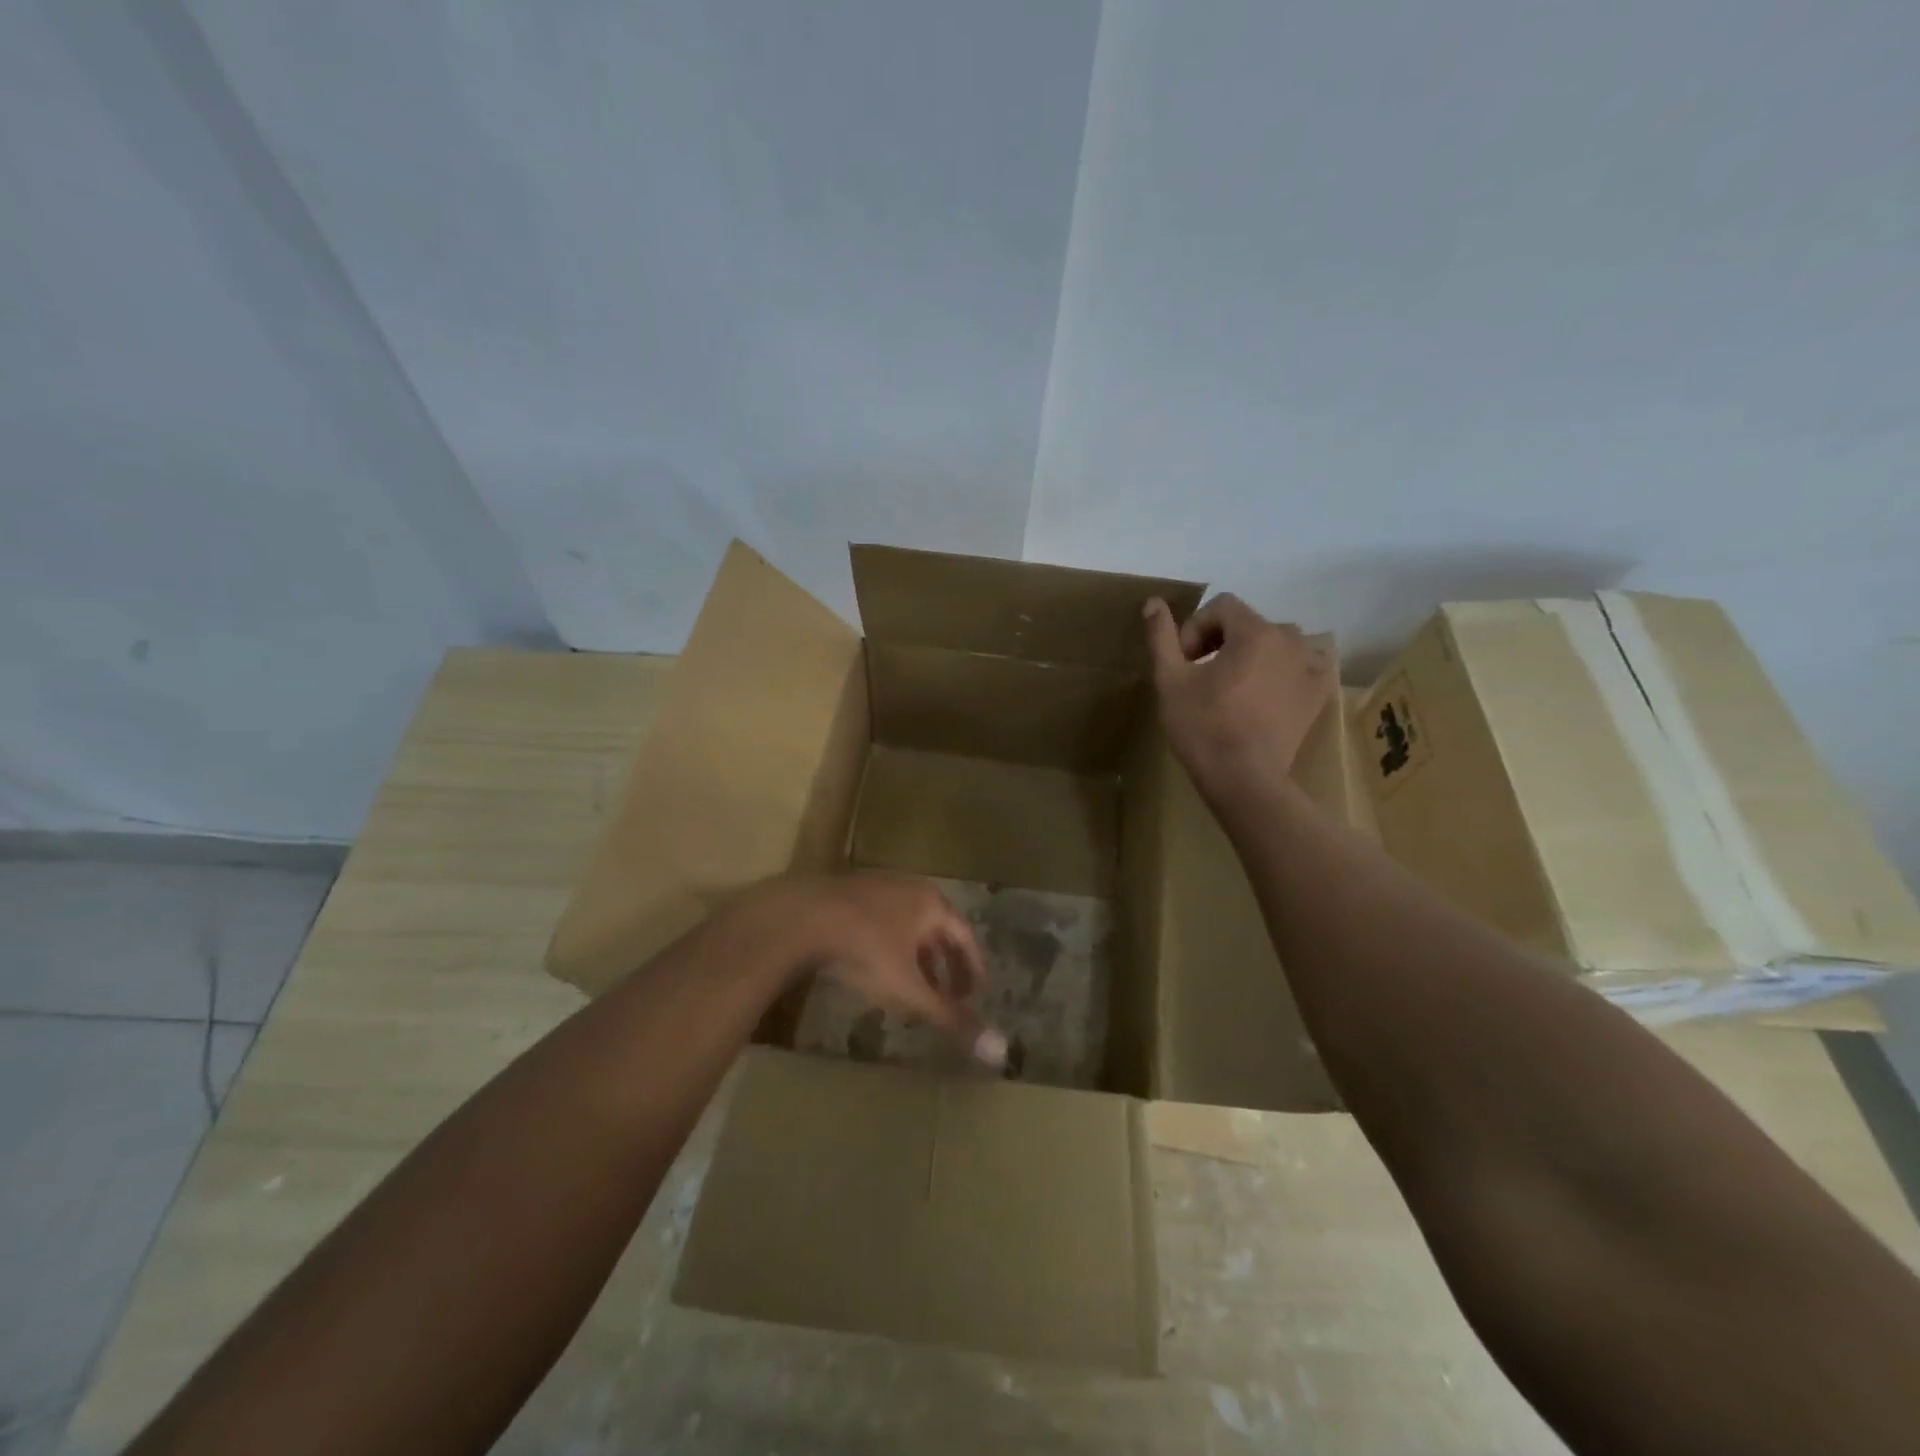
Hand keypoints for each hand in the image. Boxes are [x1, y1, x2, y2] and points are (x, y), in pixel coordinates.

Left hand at [762, 871, 1006, 1068]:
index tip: (976, 995)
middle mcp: (910, 889)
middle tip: (948, 997)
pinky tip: (875, 973)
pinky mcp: (848, 894)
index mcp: (932, 904)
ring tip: (912, 991)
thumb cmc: (865, 949)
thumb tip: (998, 1051)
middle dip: (943, 967)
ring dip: (915, 959)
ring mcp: (877, 887)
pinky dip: (890, 950)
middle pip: (936, 930)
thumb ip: (949, 1017)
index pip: (964, 937)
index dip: (972, 968)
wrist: (801, 917)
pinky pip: (882, 923)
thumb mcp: (909, 989)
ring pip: (907, 927)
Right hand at [1143, 593, 1332, 803]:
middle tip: (1201, 675)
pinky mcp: (1317, 695)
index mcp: (1255, 632)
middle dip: (1221, 641)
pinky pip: (1300, 667)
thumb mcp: (1170, 680)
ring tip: (1232, 687)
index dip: (1196, 627)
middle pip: (1249, 624)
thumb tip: (1153, 601)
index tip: (1184, 661)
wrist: (1245, 779)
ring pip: (1275, 644)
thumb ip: (1162, 637)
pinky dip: (1281, 672)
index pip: (1222, 606)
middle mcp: (1290, 640)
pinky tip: (1263, 694)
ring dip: (1251, 655)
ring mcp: (1310, 668)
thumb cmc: (1203, 727)